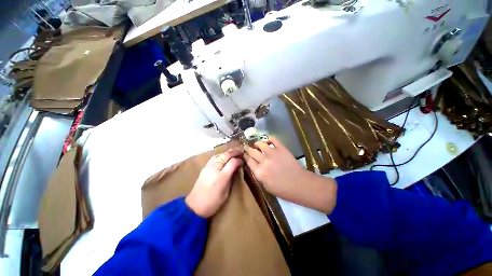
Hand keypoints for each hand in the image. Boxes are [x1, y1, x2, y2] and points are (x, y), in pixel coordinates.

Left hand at [186, 148, 242, 217]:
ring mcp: (208, 167)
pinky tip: (224, 156)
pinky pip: (214, 157)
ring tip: (234, 151)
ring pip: (219, 154)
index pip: (233, 162)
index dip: (239, 160)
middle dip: (234, 151)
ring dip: (227, 152)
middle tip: (241, 150)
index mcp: (222, 177)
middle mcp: (215, 169)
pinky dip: (220, 155)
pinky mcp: (204, 167)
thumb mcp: (226, 193)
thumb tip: (236, 169)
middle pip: (226, 155)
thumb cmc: (213, 202)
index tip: (242, 161)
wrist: (194, 206)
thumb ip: (231, 179)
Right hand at [244, 137, 336, 213]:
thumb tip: (255, 166)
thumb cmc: (282, 190)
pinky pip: (273, 140)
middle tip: (246, 146)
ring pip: (260, 144)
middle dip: (247, 148)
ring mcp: (273, 153)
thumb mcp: (266, 186)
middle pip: (252, 151)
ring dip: (257, 143)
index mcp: (259, 172)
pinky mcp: (281, 149)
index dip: (245, 156)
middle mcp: (263, 161)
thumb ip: (259, 175)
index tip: (244, 153)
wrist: (299, 184)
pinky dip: (269, 139)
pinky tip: (267, 141)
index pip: (248, 160)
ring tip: (256, 144)